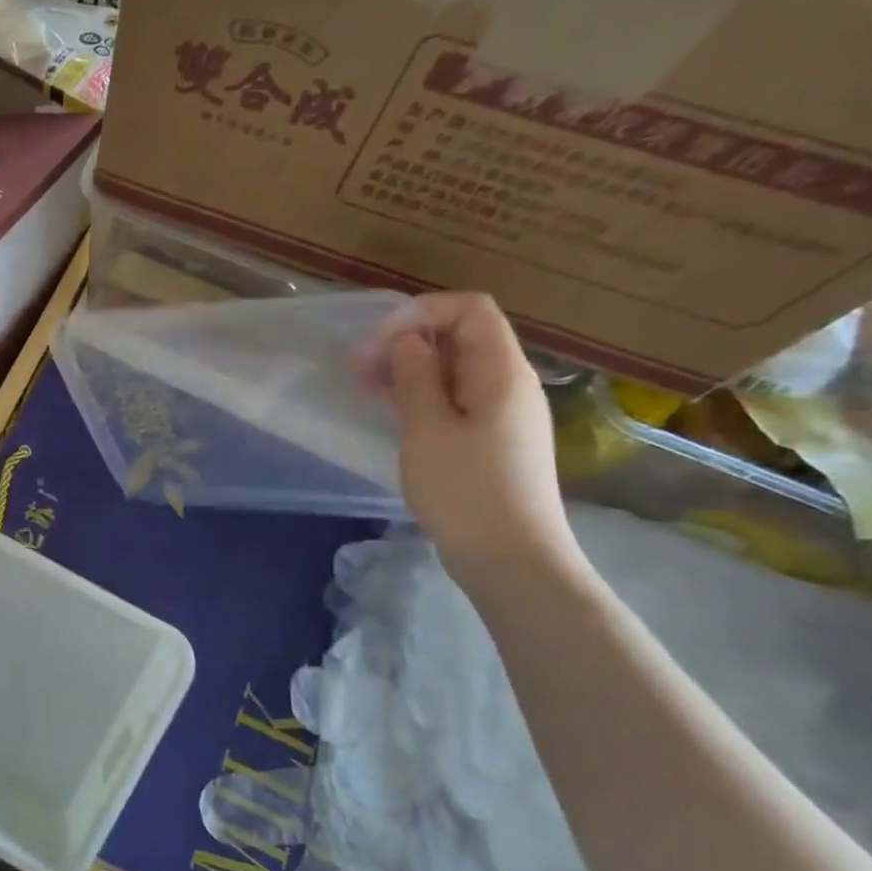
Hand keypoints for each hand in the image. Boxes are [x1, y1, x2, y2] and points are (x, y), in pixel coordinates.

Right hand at [355, 292, 577, 585]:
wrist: (512, 560)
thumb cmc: (466, 490)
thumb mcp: (428, 428)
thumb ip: (416, 376)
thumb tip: (408, 341)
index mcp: (502, 372)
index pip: (470, 310)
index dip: (421, 312)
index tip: (379, 341)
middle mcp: (510, 385)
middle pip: (462, 338)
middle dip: (408, 341)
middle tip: (359, 366)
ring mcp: (504, 415)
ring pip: (456, 371)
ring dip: (410, 370)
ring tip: (366, 386)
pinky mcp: (493, 442)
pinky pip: (457, 400)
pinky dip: (423, 396)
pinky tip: (392, 411)